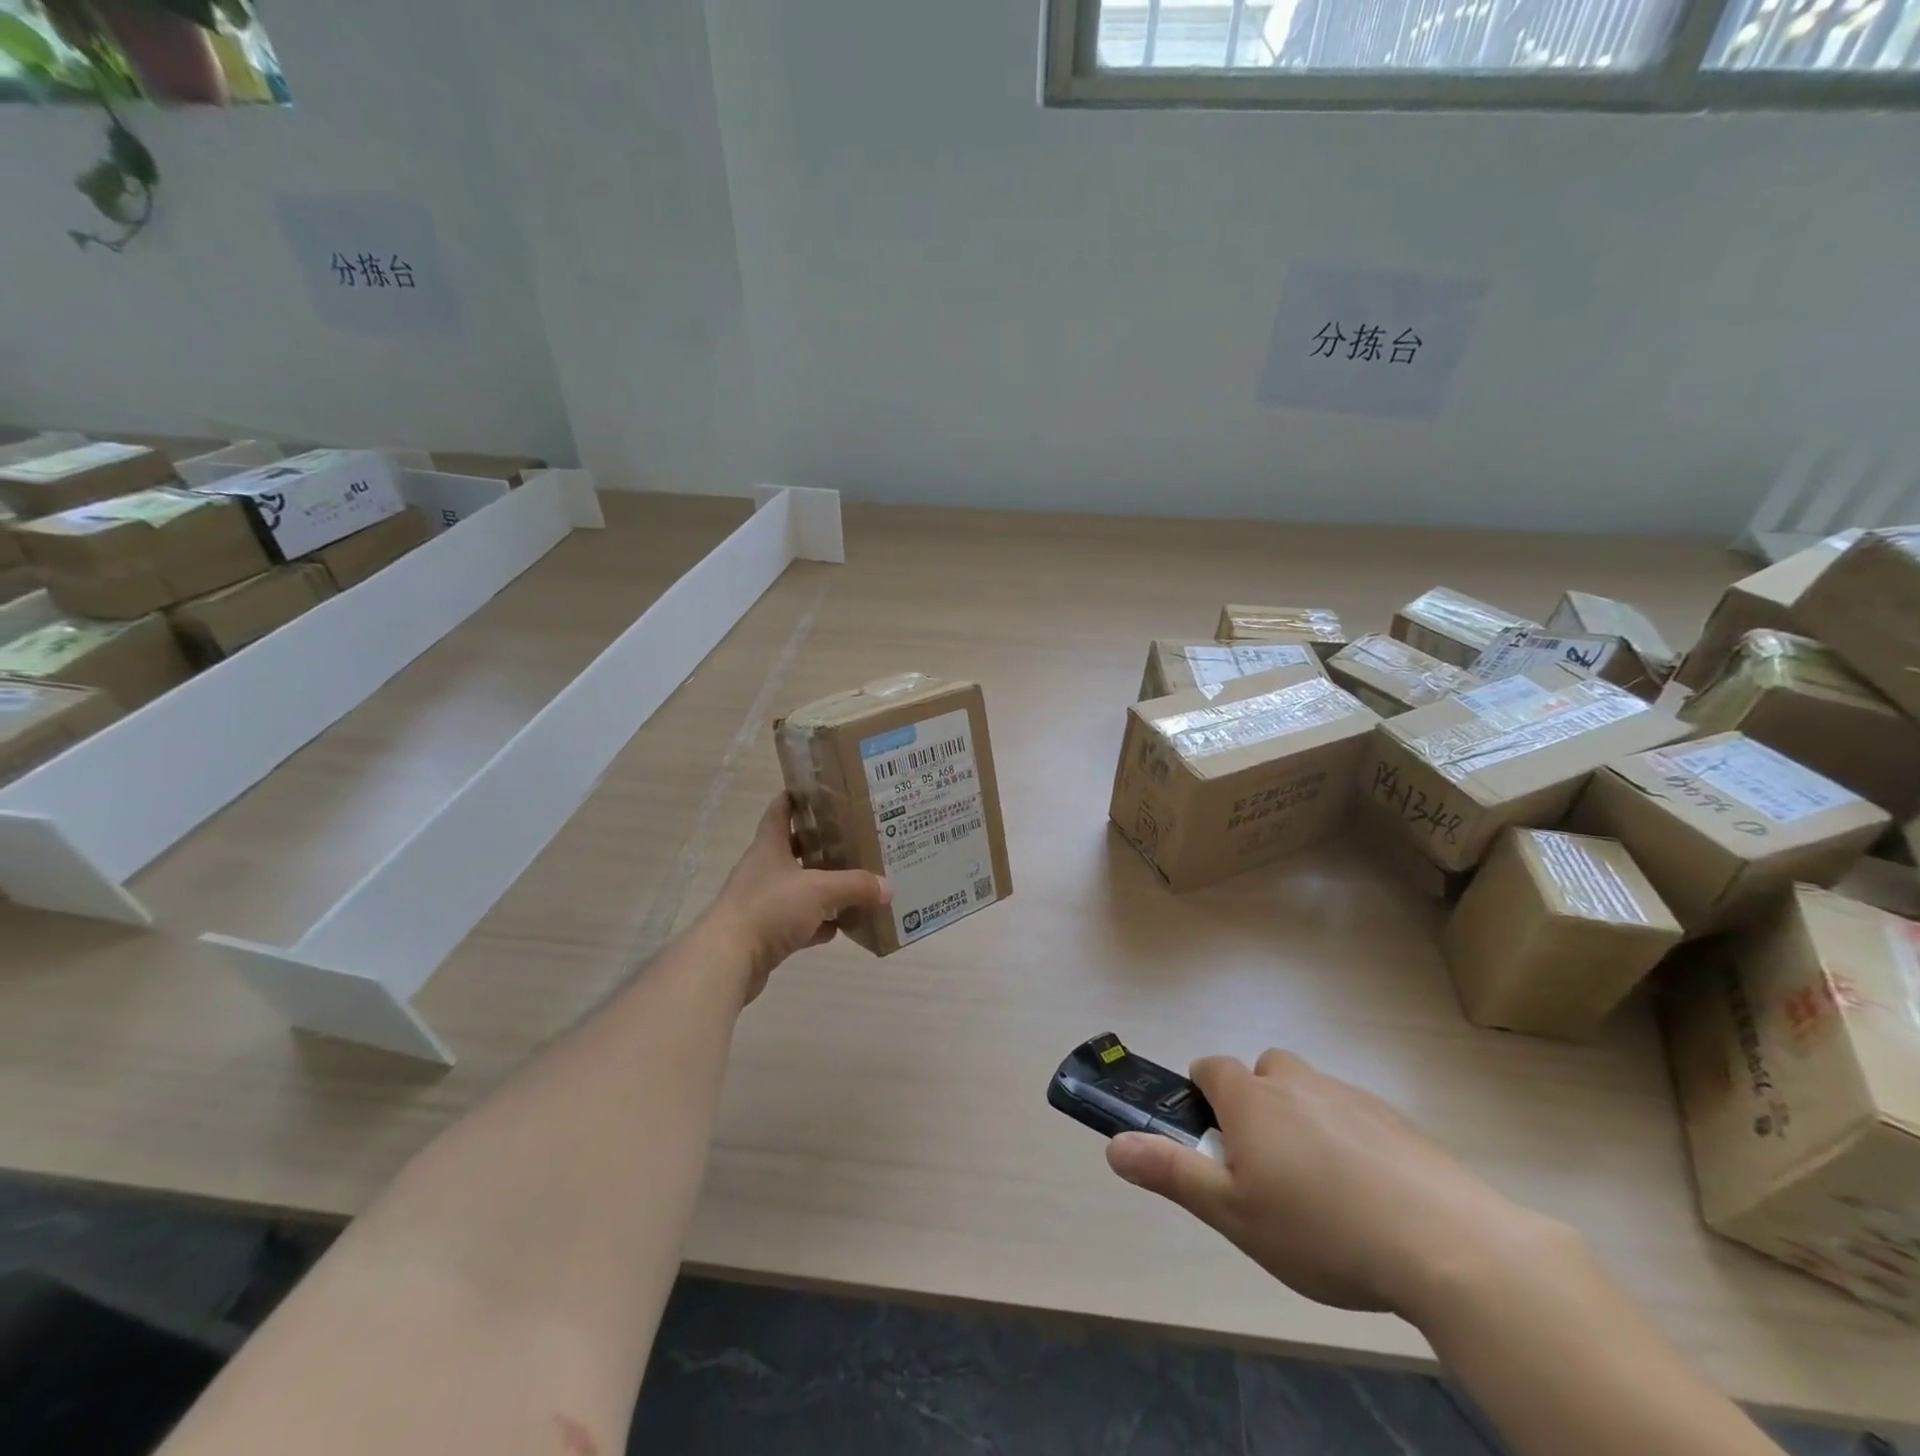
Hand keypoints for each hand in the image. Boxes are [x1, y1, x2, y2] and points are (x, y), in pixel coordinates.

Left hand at [705, 793, 890, 999]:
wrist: (728, 960)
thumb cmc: (770, 909)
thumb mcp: (820, 891)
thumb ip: (855, 885)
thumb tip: (888, 887)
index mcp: (769, 846)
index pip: (781, 809)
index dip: (799, 797)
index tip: (824, 792)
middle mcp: (763, 869)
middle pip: (794, 848)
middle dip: (822, 844)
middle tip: (854, 839)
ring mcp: (762, 901)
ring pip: (797, 886)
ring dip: (822, 886)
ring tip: (855, 883)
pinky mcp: (764, 931)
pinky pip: (797, 921)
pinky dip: (816, 923)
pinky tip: (838, 927)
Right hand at [1106, 1050, 1556, 1320]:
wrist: (1446, 1245)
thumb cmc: (1320, 1228)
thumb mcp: (1233, 1213)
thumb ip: (1171, 1173)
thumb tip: (1113, 1144)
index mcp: (1252, 1098)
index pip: (1210, 1068)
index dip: (1203, 1096)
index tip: (1213, 1141)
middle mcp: (1297, 1082)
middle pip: (1263, 1072)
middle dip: (1256, 1104)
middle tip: (1267, 1169)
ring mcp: (1351, 1096)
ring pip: (1311, 1093)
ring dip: (1303, 1121)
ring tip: (1321, 1190)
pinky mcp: (1396, 1120)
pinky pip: (1355, 1116)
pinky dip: (1350, 1139)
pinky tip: (1369, 1196)